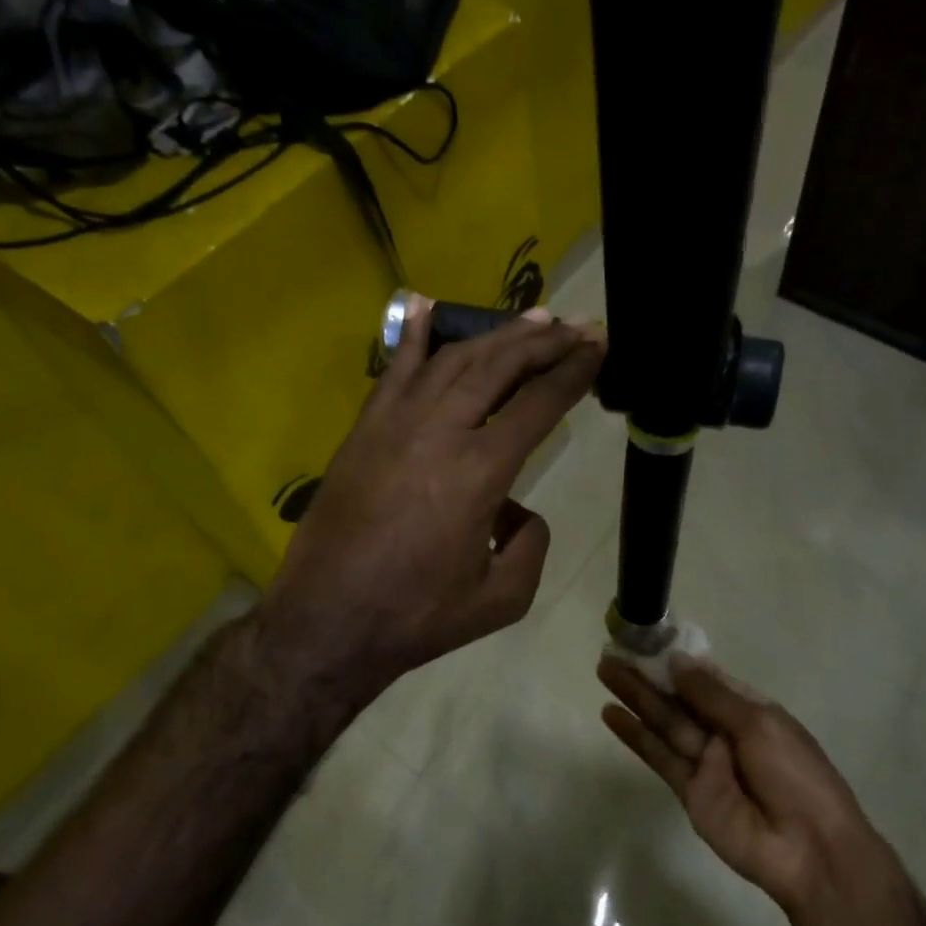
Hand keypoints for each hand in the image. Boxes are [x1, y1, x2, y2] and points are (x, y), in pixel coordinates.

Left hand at [255, 299, 604, 704]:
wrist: (328, 621)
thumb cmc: (417, 615)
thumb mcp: (502, 598)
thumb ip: (531, 544)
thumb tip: (519, 509)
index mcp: (480, 471)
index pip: (539, 403)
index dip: (574, 370)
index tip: (598, 344)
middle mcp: (440, 431)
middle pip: (500, 367)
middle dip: (544, 341)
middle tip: (574, 325)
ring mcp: (396, 423)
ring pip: (454, 360)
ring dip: (496, 335)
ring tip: (531, 319)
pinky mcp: (365, 428)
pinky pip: (395, 370)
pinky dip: (415, 335)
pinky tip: (428, 304)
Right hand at [597, 655, 888, 912]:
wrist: (810, 850)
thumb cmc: (796, 775)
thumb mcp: (759, 723)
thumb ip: (712, 696)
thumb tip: (676, 661)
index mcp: (749, 710)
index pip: (706, 679)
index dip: (676, 661)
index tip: (645, 641)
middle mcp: (723, 731)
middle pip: (679, 698)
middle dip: (647, 675)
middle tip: (612, 652)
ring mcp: (704, 762)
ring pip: (664, 721)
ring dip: (634, 697)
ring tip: (604, 670)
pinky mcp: (688, 792)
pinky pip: (659, 757)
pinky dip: (635, 736)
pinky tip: (611, 714)